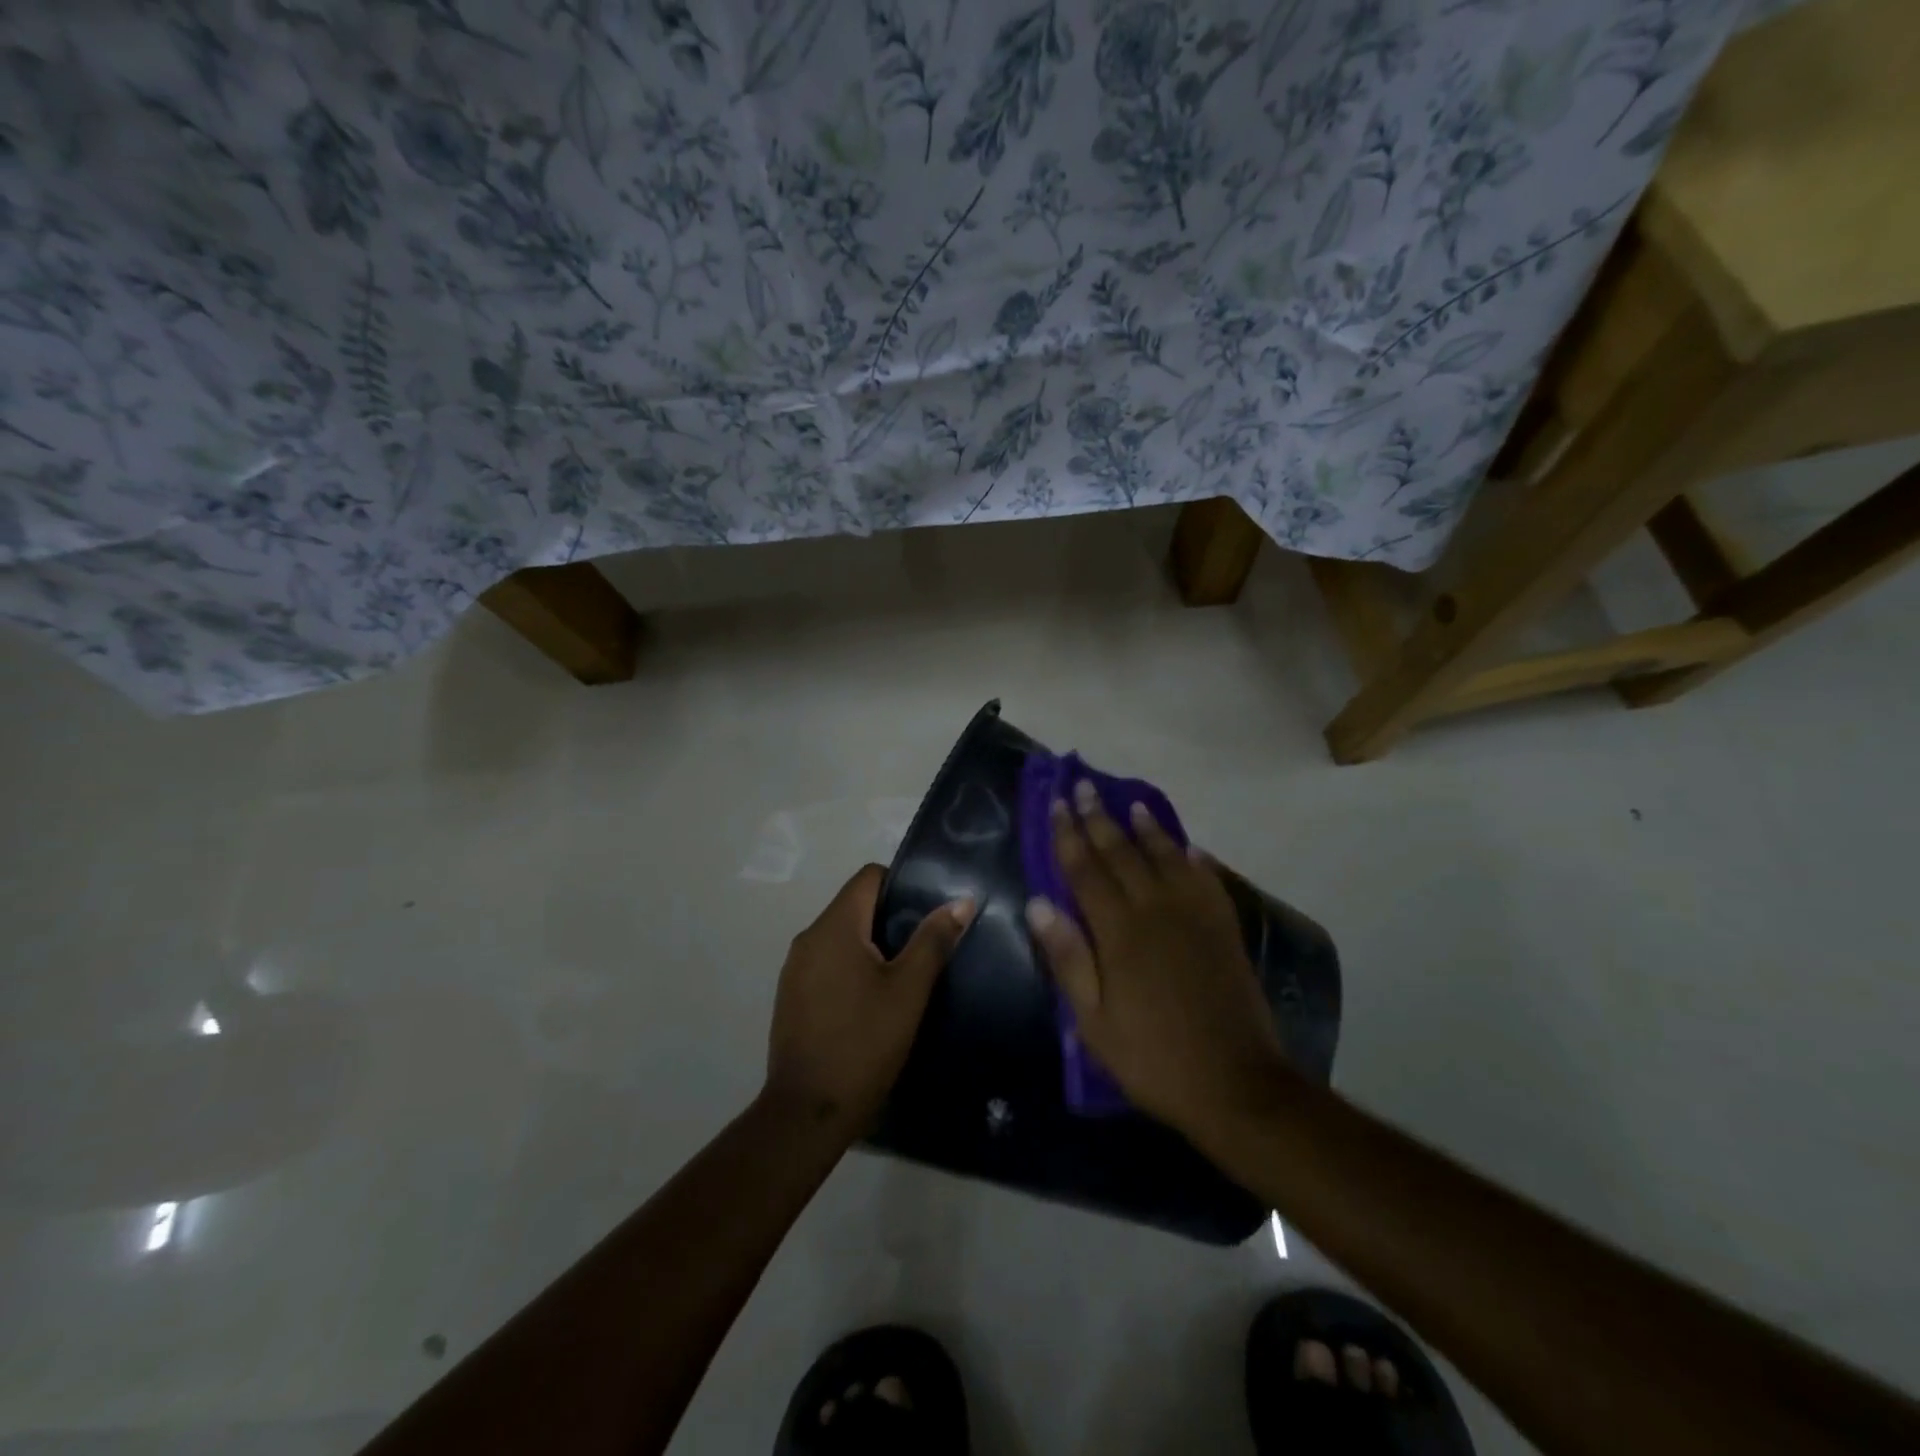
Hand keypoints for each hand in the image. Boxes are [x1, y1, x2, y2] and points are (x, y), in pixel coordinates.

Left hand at [764, 864, 974, 1142]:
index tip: (929, 910)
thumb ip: (933, 940)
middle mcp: (809, 938)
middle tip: (927, 944)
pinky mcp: (792, 997)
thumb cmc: (863, 1043)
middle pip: (855, 905)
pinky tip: (875, 1000)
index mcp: (834, 926)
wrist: (807, 1112)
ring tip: (906, 974)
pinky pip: (828, 963)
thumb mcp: (909, 990)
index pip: (869, 876)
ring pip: (842, 937)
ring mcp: (795, 969)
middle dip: (892, 918)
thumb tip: (961, 901)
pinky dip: (853, 968)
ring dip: (873, 946)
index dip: (902, 884)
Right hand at [1025, 781, 1288, 1134]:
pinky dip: (1193, 858)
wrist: (1235, 1083)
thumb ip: (1069, 958)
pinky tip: (1187, 847)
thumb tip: (1038, 903)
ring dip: (1146, 828)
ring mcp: (1195, 916)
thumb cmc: (1152, 1057)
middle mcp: (1156, 910)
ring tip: (1132, 803)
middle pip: (1122, 853)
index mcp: (1119, 932)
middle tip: (1084, 786)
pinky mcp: (1223, 928)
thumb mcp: (1094, 1021)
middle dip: (1099, 818)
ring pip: (1166, 857)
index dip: (1068, 835)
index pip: (1086, 870)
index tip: (1056, 804)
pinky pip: (1206, 880)